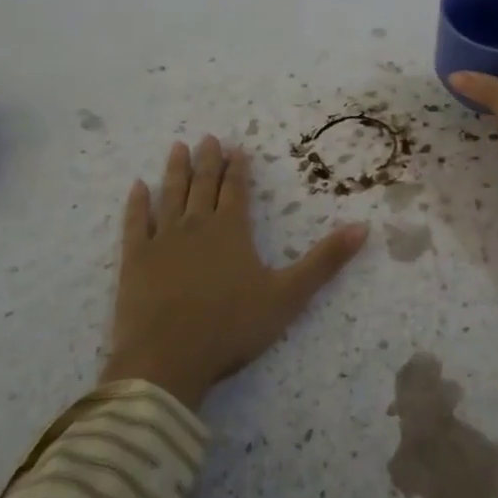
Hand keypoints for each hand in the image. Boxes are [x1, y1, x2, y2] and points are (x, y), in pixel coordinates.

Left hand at [99, 136, 368, 409]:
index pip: (236, 190)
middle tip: (207, 138)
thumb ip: (324, 261)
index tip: (237, 148)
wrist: (167, 359)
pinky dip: (137, 203)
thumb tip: (363, 227)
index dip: (238, 168)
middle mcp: (197, 226)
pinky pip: (135, 223)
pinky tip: (138, 187)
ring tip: (177, 147)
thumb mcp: (288, 295)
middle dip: (207, 161)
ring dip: (175, 171)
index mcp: (232, 230)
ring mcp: (162, 240)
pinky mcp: (134, 260)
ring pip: (170, 195)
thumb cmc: (231, 327)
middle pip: (203, 185)